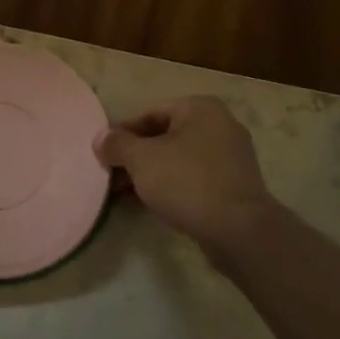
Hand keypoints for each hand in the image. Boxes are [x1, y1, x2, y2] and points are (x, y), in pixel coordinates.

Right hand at [95, 96, 282, 265]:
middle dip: (136, 155)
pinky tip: (152, 203)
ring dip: (152, 172)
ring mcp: (231, 155)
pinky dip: (172, 185)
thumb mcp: (141, 159)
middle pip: (165, 135)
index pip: (150, 113)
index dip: (122, 133)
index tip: (103, 153)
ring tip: (125, 192)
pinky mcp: (235, 184)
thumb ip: (117, 144)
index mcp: (200, 108)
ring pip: (179, 158)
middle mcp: (220, 124)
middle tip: (111, 174)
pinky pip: (194, 177)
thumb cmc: (187, 182)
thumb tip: (100, 138)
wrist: (239, 230)